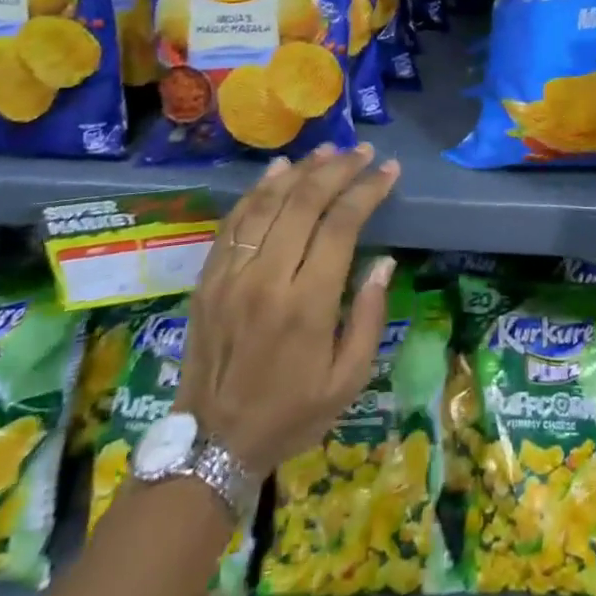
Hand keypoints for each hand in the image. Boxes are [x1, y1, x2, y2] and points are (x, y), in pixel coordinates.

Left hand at [174, 143, 399, 477]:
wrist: (212, 445)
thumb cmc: (291, 414)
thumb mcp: (347, 381)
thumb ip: (368, 317)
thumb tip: (384, 261)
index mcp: (306, 305)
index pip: (341, 225)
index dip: (367, 190)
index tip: (388, 170)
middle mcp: (266, 279)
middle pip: (304, 202)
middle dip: (338, 169)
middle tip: (362, 152)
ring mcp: (231, 275)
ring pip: (267, 202)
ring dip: (300, 170)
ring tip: (327, 151)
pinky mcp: (207, 278)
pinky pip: (234, 221)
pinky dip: (258, 190)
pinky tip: (278, 171)